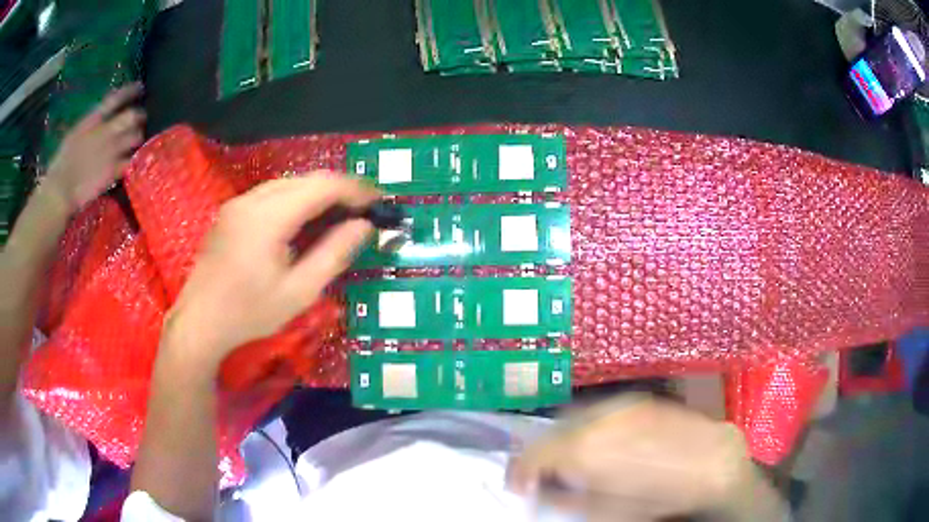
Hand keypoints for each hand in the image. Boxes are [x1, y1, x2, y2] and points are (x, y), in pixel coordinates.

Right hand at [45, 83, 144, 210]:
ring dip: (137, 137)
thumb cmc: (61, 164)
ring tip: (137, 139)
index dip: (129, 91)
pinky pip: (130, 161)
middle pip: (131, 116)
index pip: (115, 99)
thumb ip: (88, 125)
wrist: (60, 190)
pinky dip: (133, 159)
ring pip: (135, 137)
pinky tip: (132, 159)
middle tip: (140, 118)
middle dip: (138, 116)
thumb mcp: (73, 135)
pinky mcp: (113, 171)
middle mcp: (105, 132)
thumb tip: (99, 117)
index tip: (139, 87)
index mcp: (92, 120)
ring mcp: (110, 151)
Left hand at [163, 173, 378, 369]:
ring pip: (288, 183)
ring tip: (339, 215)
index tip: (379, 202)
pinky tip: (304, 221)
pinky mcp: (231, 211)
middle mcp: (252, 199)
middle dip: (339, 189)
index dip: (355, 189)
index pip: (322, 186)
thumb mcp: (298, 292)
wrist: (199, 322)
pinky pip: (271, 194)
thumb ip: (334, 254)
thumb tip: (364, 226)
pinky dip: (296, 200)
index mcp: (268, 217)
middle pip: (305, 179)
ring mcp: (238, 203)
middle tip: (364, 210)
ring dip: (317, 193)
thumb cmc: (249, 313)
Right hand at [507, 395, 763, 520]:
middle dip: (539, 454)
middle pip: (550, 434)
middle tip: (541, 474)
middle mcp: (594, 419)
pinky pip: (597, 411)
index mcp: (584, 451)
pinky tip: (598, 441)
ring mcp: (617, 405)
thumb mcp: (605, 512)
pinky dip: (586, 426)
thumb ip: (564, 501)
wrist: (711, 461)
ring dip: (562, 438)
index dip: (518, 472)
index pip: (533, 455)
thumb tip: (539, 494)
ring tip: (569, 458)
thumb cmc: (660, 496)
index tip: (517, 485)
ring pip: (573, 418)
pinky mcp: (636, 399)